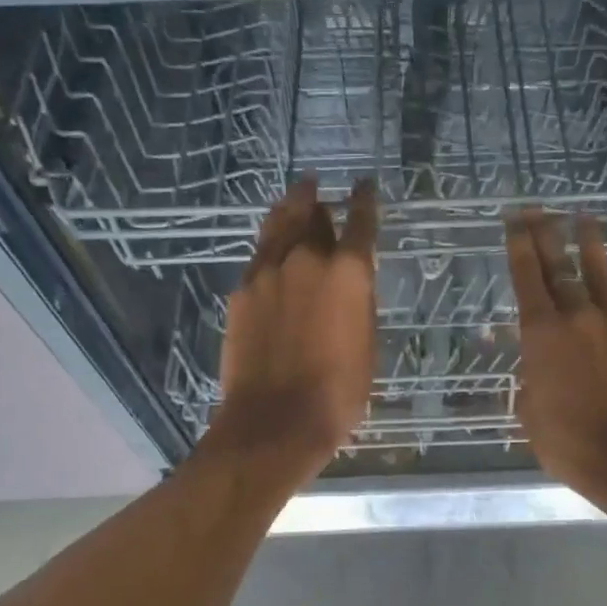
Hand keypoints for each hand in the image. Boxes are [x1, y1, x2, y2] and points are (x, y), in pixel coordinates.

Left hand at [211, 177, 378, 477]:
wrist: (274, 420)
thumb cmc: (337, 392)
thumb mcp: (365, 344)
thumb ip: (357, 303)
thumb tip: (348, 283)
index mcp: (347, 272)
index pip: (360, 222)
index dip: (364, 200)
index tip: (364, 185)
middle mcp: (306, 260)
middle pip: (312, 215)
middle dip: (319, 202)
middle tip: (319, 190)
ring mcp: (267, 272)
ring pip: (279, 225)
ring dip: (290, 208)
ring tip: (295, 196)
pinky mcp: (241, 292)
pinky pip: (259, 255)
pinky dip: (270, 245)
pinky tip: (272, 248)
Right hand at [506, 211, 606, 507]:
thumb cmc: (572, 443)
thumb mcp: (530, 414)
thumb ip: (528, 380)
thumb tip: (527, 364)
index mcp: (541, 334)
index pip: (526, 278)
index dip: (518, 245)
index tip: (514, 221)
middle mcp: (577, 315)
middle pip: (560, 265)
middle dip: (546, 234)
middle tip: (539, 210)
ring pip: (601, 270)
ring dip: (591, 242)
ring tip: (584, 218)